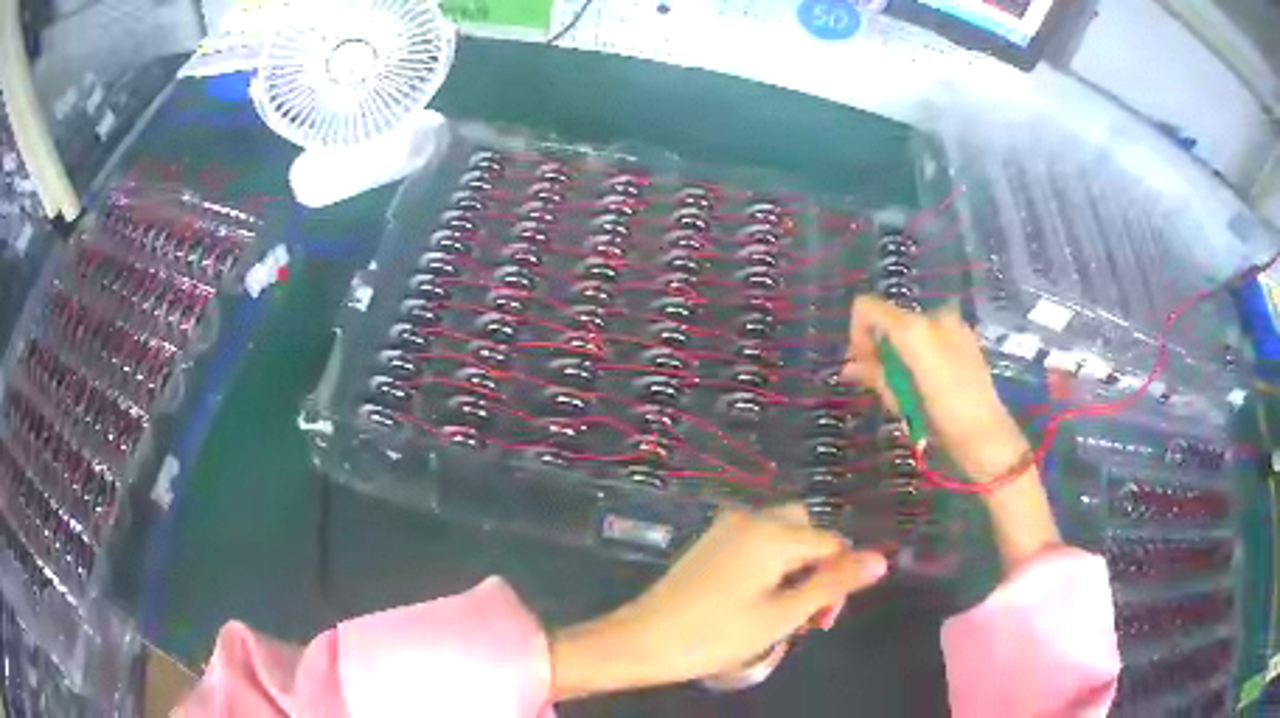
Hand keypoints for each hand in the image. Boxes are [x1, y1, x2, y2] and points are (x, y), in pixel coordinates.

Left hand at [550, 505, 886, 698]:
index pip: (832, 543)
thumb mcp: (782, 615)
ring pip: (782, 538)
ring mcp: (726, 529)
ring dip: (795, 569)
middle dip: (818, 567)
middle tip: (807, 614)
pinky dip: (770, 566)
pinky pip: (756, 544)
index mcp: (774, 534)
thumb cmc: (716, 635)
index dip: (839, 579)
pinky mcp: (709, 544)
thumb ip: (833, 584)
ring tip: (783, 614)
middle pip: (806, 531)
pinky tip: (757, 602)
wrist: (643, 641)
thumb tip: (881, 558)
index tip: (823, 620)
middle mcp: (752, 519)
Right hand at [842, 296, 1059, 570]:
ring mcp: (953, 325)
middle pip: (891, 319)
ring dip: (901, 353)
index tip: (863, 363)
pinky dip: (920, 353)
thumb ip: (874, 373)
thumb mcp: (901, 400)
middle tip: (883, 381)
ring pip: (911, 330)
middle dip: (880, 346)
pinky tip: (928, 382)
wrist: (987, 436)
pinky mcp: (965, 337)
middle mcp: (934, 317)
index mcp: (915, 329)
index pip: (867, 308)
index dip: (858, 332)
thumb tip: (848, 367)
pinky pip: (931, 337)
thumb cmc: (941, 421)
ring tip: (909, 387)